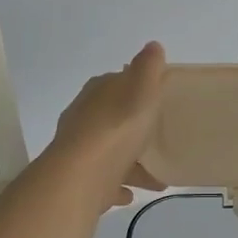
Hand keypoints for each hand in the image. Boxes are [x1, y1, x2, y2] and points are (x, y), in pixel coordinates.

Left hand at [49, 41, 167, 207]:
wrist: (80, 178)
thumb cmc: (117, 128)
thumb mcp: (142, 90)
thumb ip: (149, 68)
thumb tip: (152, 45)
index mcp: (98, 92)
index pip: (117, 83)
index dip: (137, 89)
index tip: (158, 100)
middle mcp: (83, 117)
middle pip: (113, 118)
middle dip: (134, 128)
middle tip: (159, 138)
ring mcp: (78, 150)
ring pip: (109, 152)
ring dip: (130, 161)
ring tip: (157, 176)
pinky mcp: (78, 180)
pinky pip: (102, 181)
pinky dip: (116, 184)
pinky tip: (130, 193)